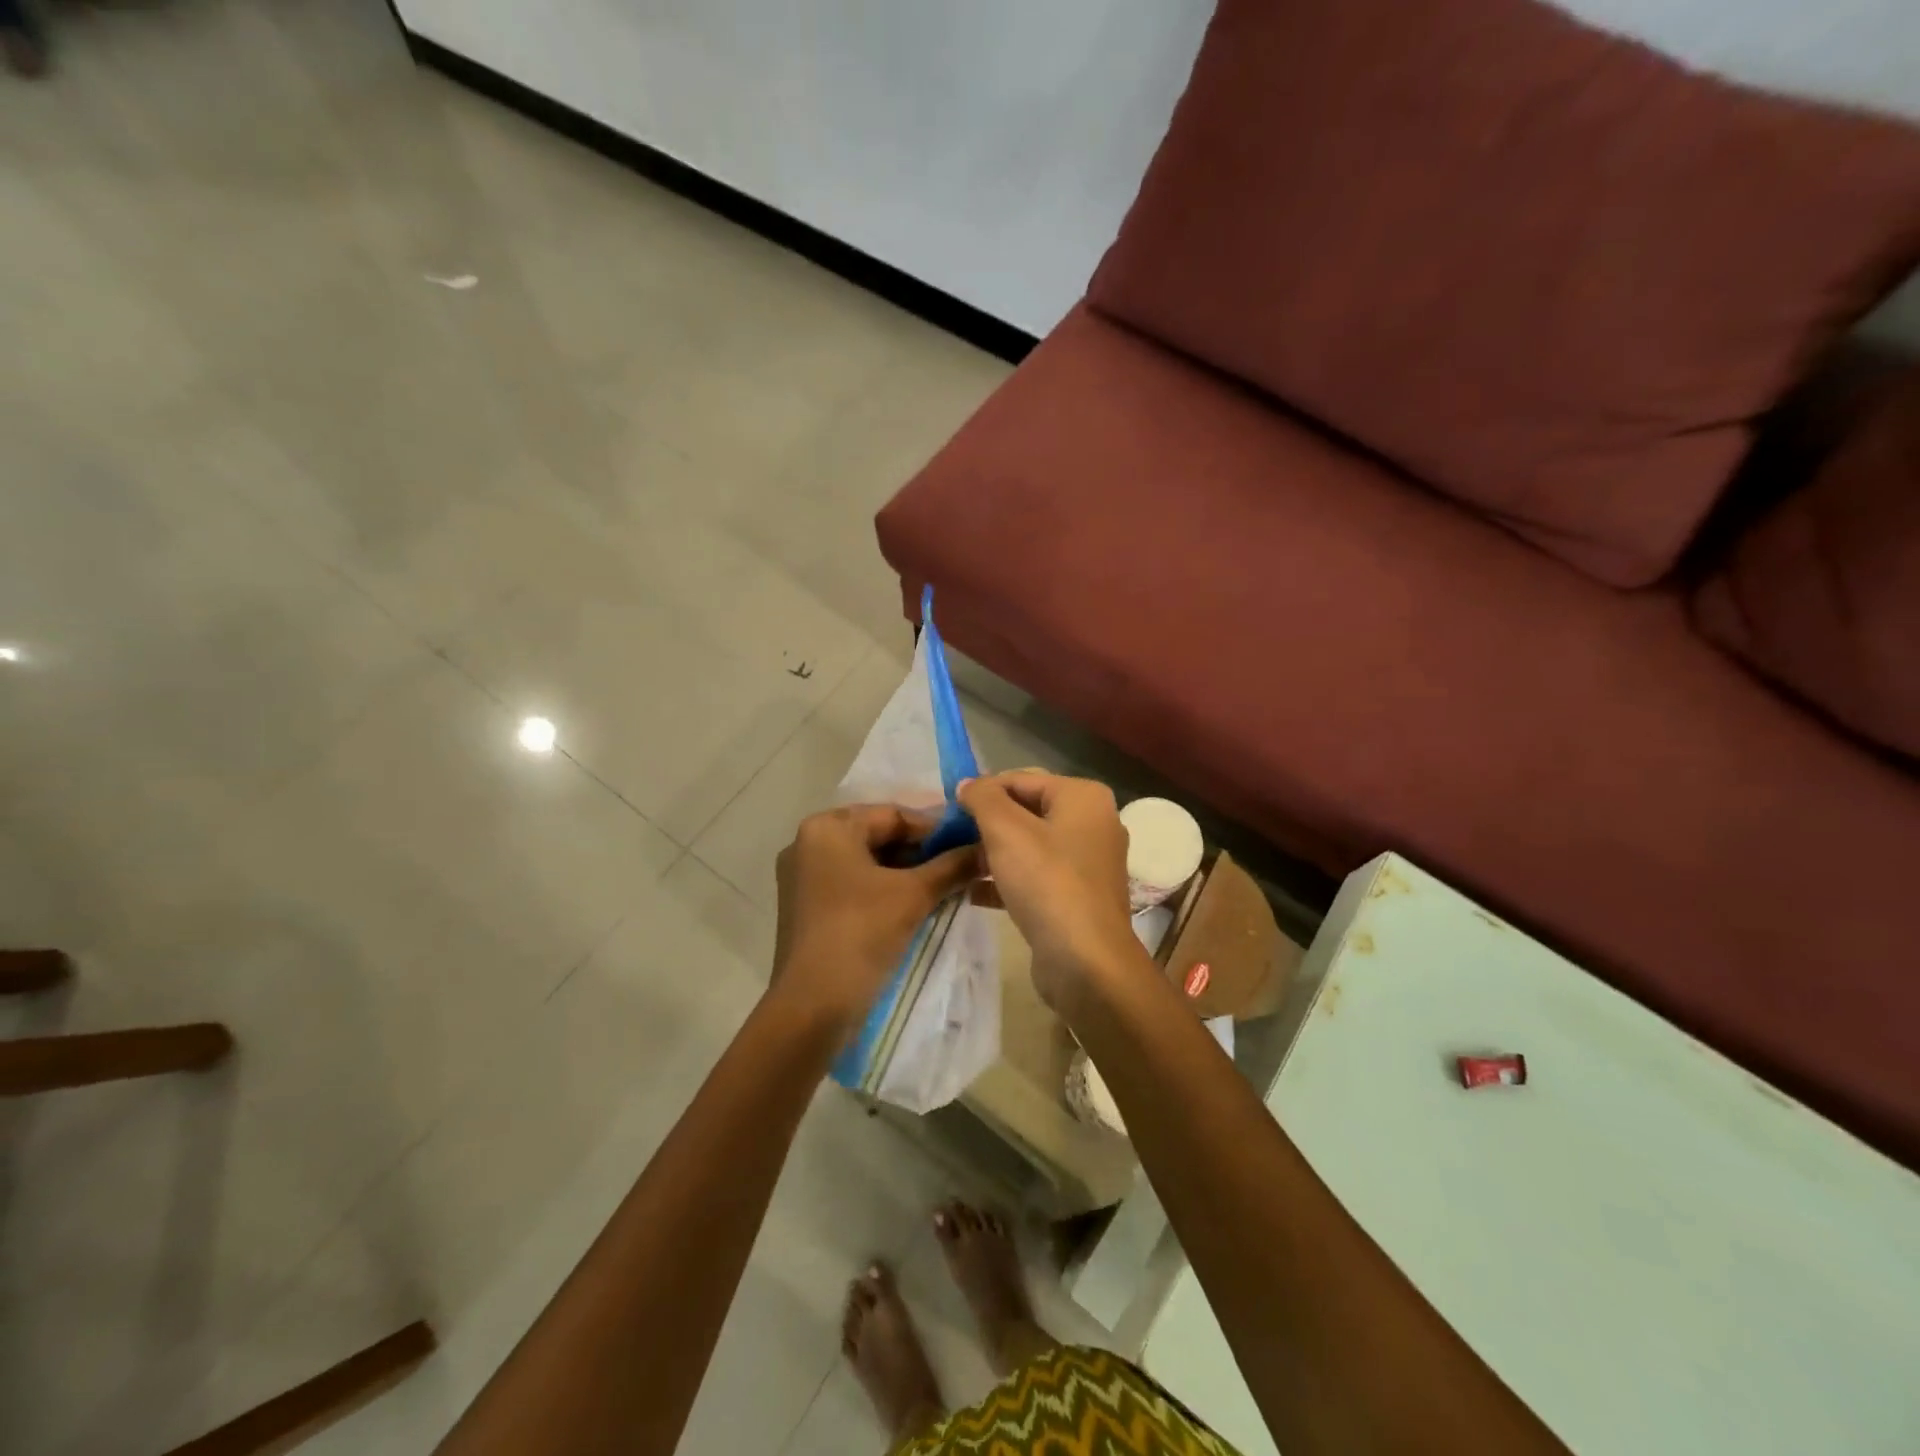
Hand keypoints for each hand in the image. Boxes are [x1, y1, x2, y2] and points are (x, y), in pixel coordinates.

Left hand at [771, 804, 978, 1037]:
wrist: (812, 1006)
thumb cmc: (861, 933)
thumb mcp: (914, 895)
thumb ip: (952, 866)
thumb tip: (986, 848)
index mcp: (827, 828)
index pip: (893, 815)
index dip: (935, 830)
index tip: (968, 845)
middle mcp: (808, 843)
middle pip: (878, 836)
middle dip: (921, 852)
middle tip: (960, 866)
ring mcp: (803, 877)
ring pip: (867, 862)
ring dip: (906, 872)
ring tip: (945, 887)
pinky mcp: (806, 907)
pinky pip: (853, 884)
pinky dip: (884, 890)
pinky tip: (915, 905)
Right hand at [956, 772, 1150, 1012]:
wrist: (1086, 963)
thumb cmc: (1047, 884)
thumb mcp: (1006, 831)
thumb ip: (983, 798)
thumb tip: (968, 783)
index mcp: (1083, 797)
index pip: (1020, 779)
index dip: (982, 792)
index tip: (949, 812)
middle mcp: (1093, 823)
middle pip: (1027, 811)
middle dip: (987, 824)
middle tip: (950, 837)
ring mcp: (1088, 863)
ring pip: (1029, 846)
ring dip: (993, 854)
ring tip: (957, 864)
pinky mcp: (1078, 897)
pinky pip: (1036, 877)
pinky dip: (1007, 880)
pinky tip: (972, 894)